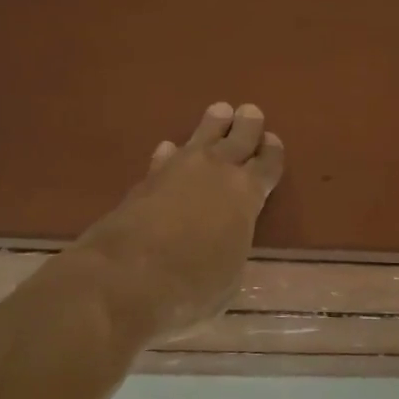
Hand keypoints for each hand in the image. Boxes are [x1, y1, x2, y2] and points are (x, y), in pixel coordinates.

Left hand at [75, 103, 284, 337]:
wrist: (125, 278)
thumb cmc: (191, 287)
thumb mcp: (229, 279)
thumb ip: (231, 250)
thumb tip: (225, 243)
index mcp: (246, 195)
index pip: (267, 166)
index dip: (272, 153)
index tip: (273, 141)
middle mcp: (215, 173)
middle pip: (237, 140)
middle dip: (247, 126)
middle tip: (250, 112)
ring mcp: (176, 172)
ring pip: (200, 138)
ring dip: (212, 125)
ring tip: (219, 111)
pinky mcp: (145, 181)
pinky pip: (165, 158)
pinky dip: (171, 153)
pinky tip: (169, 148)